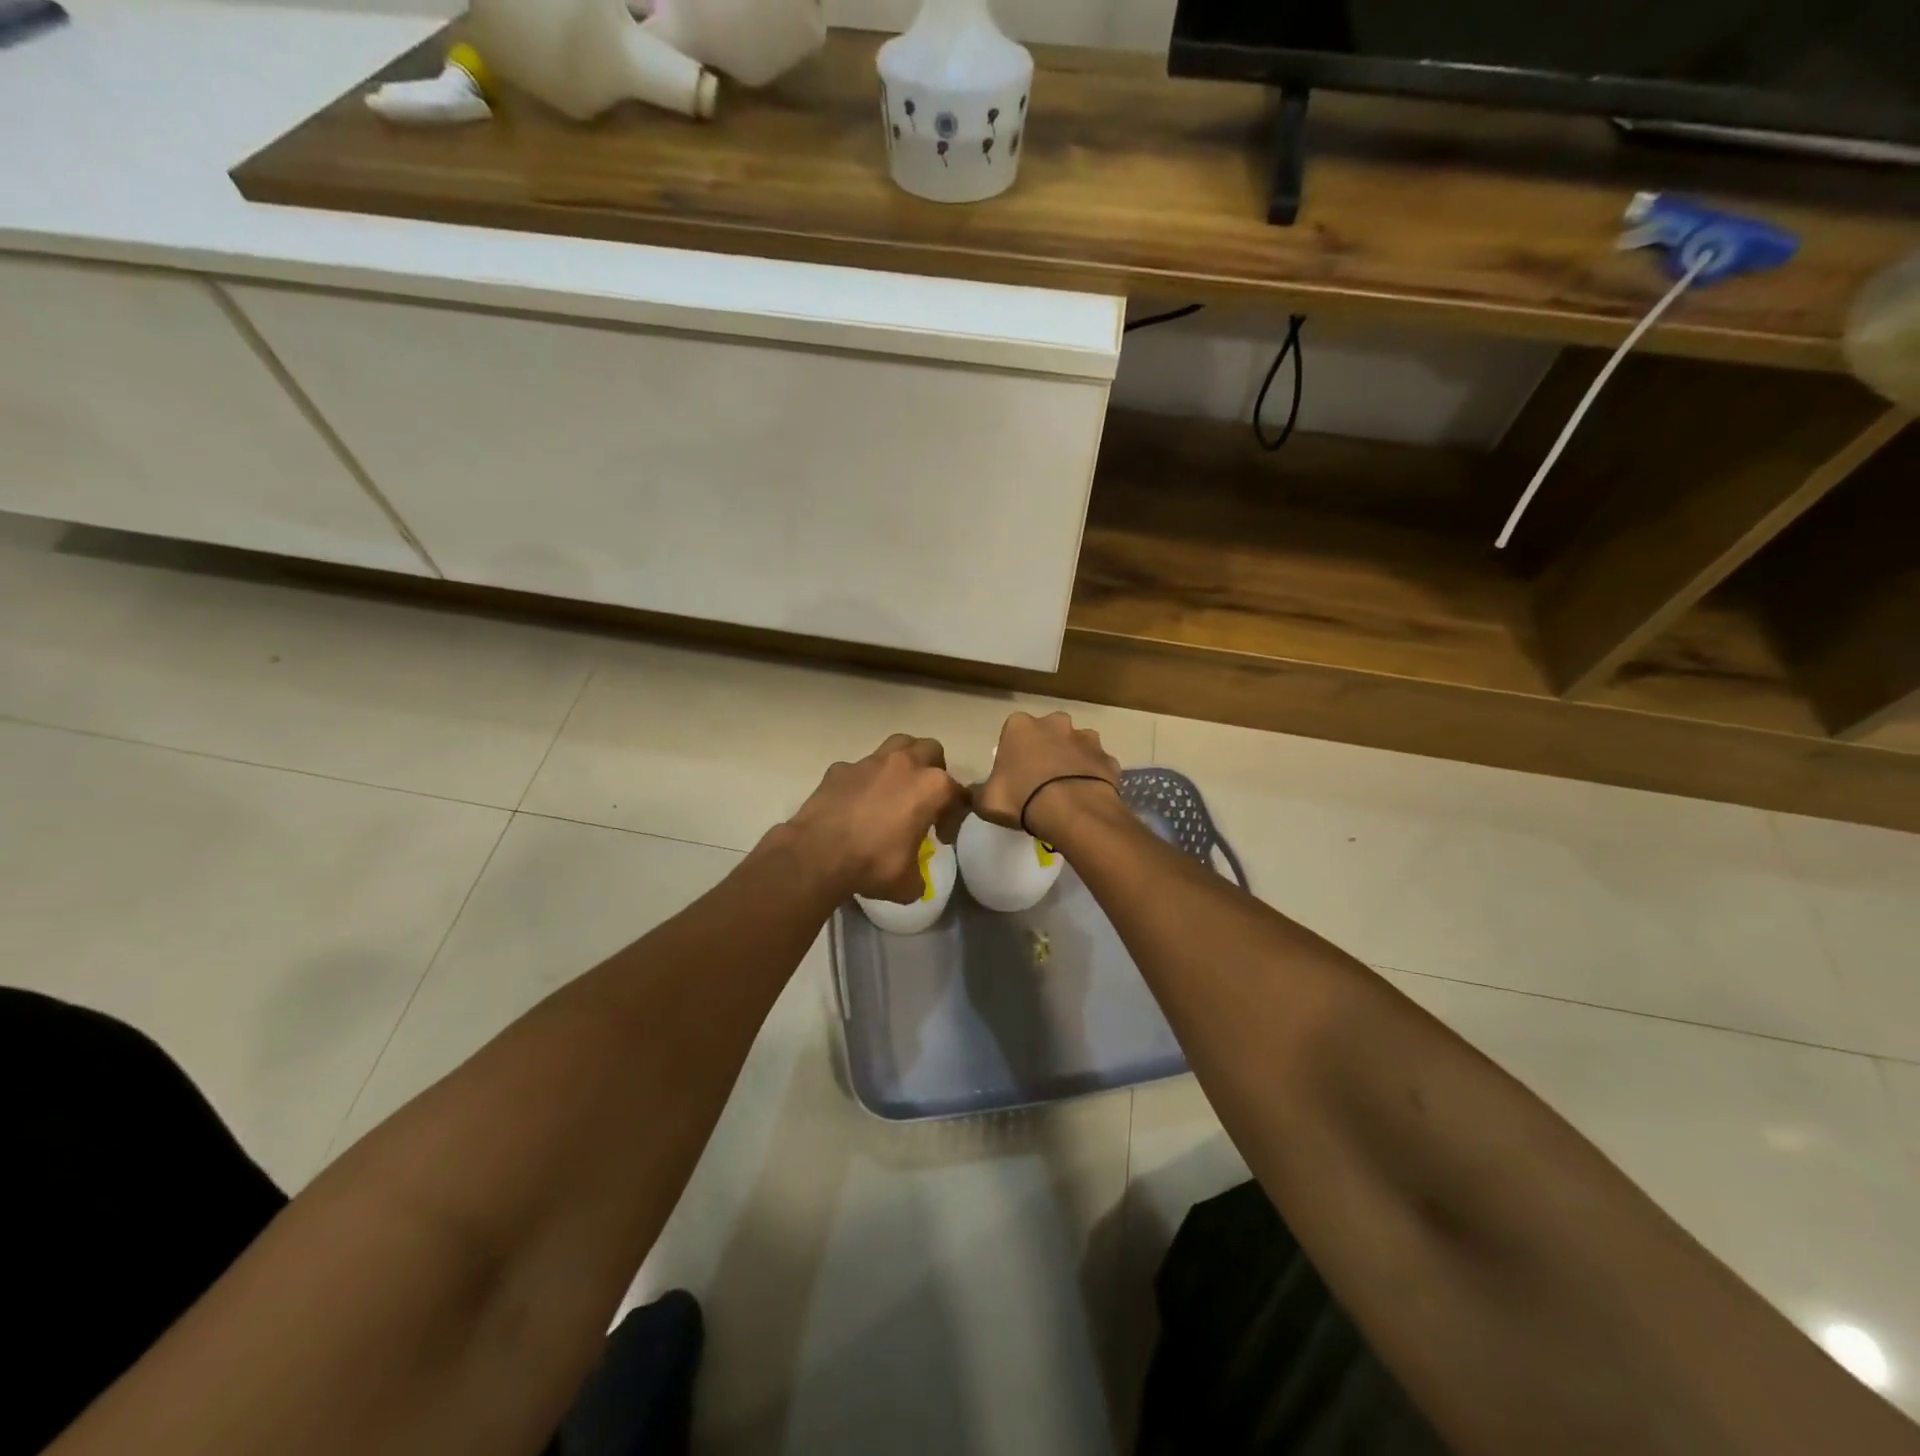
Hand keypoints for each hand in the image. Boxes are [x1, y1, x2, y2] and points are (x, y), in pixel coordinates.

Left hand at [783, 735, 968, 902]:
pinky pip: (859, 768)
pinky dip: (864, 780)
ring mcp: (870, 762)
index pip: (956, 793)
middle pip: (931, 750)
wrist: (818, 855)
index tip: (941, 837)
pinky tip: (857, 803)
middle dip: (934, 769)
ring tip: (896, 788)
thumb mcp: (907, 883)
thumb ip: (918, 875)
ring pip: (897, 745)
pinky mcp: (841, 768)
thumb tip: (914, 879)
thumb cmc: (873, 864)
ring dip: (903, 761)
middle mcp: (905, 764)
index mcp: (931, 787)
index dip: (953, 816)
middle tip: (925, 798)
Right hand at [975, 711, 1121, 841]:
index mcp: (1020, 726)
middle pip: (1048, 733)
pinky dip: (1094, 776)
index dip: (1014, 753)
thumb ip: (978, 792)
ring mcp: (1086, 738)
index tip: (1014, 774)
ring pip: (1076, 745)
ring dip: (1072, 760)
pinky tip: (1087, 796)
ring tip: (1067, 788)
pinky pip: (1097, 765)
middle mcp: (1054, 723)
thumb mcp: (986, 801)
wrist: (1072, 811)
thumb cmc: (1021, 798)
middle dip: (1046, 749)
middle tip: (1041, 779)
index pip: (1013, 732)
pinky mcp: (1107, 757)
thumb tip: (974, 792)